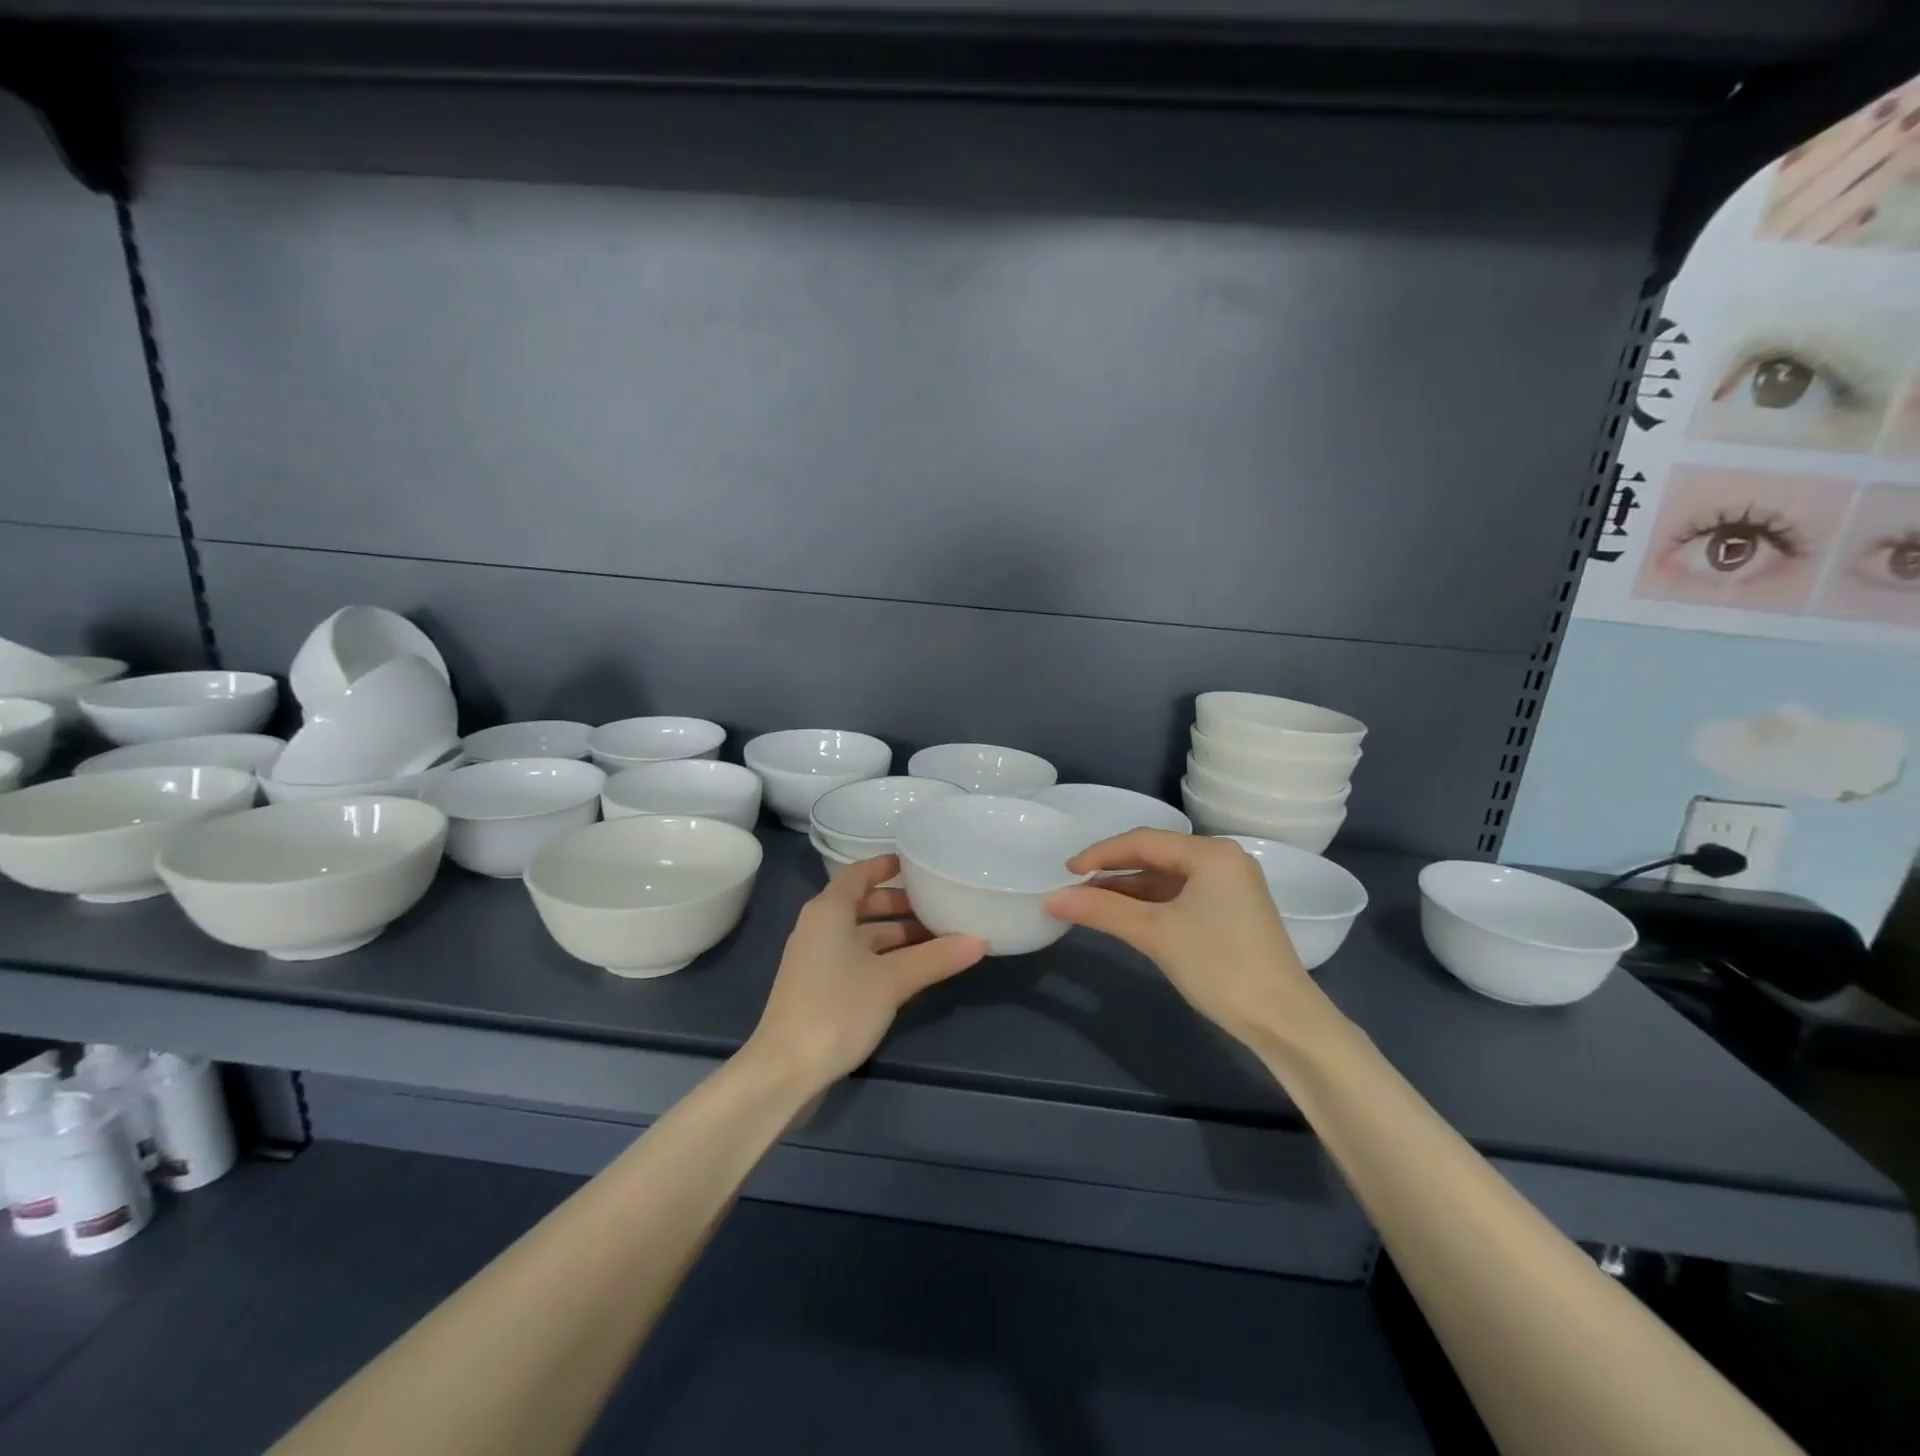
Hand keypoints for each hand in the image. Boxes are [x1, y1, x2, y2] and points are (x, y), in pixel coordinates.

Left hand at [747, 855, 986, 1088]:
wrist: (785, 1070)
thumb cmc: (837, 1008)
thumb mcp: (892, 980)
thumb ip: (935, 958)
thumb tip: (980, 941)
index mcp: (829, 911)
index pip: (859, 874)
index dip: (886, 866)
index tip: (917, 864)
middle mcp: (819, 928)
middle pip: (863, 904)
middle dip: (900, 905)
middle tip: (939, 906)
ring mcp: (817, 960)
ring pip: (862, 935)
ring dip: (896, 935)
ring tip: (937, 939)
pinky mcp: (819, 989)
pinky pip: (857, 959)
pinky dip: (884, 957)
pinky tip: (912, 971)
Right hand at [1045, 830, 1314, 1044]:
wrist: (1284, 1021)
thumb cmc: (1219, 967)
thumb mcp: (1155, 934)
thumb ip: (1102, 910)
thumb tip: (1052, 899)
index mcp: (1211, 853)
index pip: (1143, 841)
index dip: (1100, 854)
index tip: (1065, 872)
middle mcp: (1223, 860)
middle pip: (1155, 855)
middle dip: (1113, 871)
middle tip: (1075, 888)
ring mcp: (1230, 885)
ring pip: (1166, 878)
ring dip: (1129, 890)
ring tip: (1092, 904)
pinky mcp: (1232, 911)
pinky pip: (1181, 895)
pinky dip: (1151, 904)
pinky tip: (1126, 916)